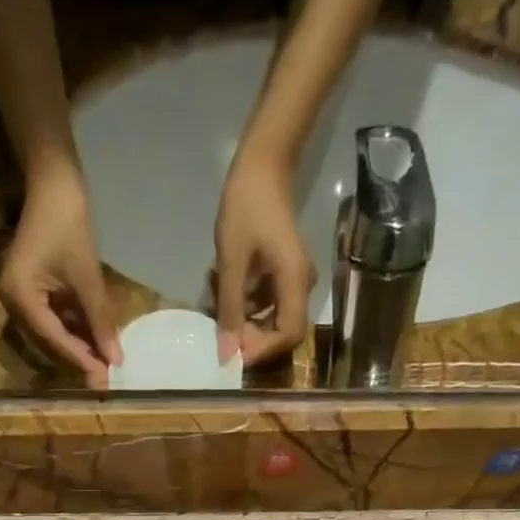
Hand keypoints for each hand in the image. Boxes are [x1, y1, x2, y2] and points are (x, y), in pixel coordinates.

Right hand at [1, 161, 121, 388]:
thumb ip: (100, 319)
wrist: (54, 182)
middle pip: (51, 340)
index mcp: (20, 297)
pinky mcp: (32, 290)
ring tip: (107, 362)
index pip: (54, 338)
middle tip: (107, 378)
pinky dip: (76, 327)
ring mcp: (21, 296)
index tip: (105, 377)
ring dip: (80, 344)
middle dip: (81, 357)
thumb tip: (116, 358)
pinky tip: (97, 339)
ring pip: (54, 331)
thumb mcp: (87, 276)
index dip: (82, 358)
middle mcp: (13, 302)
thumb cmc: (68, 223)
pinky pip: (55, 317)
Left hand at [214, 147, 312, 366]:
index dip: (263, 351)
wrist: (263, 166)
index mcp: (295, 281)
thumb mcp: (231, 261)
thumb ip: (230, 308)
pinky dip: (247, 304)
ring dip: (245, 320)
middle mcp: (302, 285)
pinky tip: (224, 288)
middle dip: (252, 339)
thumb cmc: (247, 207)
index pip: (289, 335)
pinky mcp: (283, 275)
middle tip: (222, 330)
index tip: (234, 351)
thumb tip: (227, 353)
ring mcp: (294, 280)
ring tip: (217, 303)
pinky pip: (268, 303)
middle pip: (283, 332)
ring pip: (273, 319)